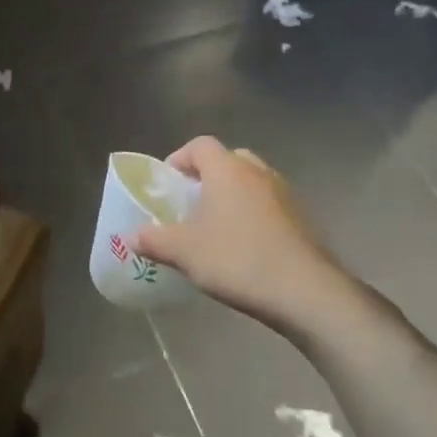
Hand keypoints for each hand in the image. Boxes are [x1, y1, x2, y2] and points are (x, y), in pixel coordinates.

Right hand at [130, 136, 343, 327]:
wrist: (305, 290)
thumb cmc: (236, 259)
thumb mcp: (184, 252)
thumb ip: (153, 239)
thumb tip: (131, 236)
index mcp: (227, 170)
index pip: (200, 145)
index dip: (180, 158)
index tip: (168, 183)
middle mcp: (258, 172)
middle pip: (228, 159)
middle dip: (207, 176)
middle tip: (192, 203)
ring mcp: (285, 193)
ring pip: (251, 182)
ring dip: (233, 196)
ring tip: (216, 227)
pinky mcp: (302, 218)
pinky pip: (269, 205)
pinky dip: (253, 215)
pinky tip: (245, 246)